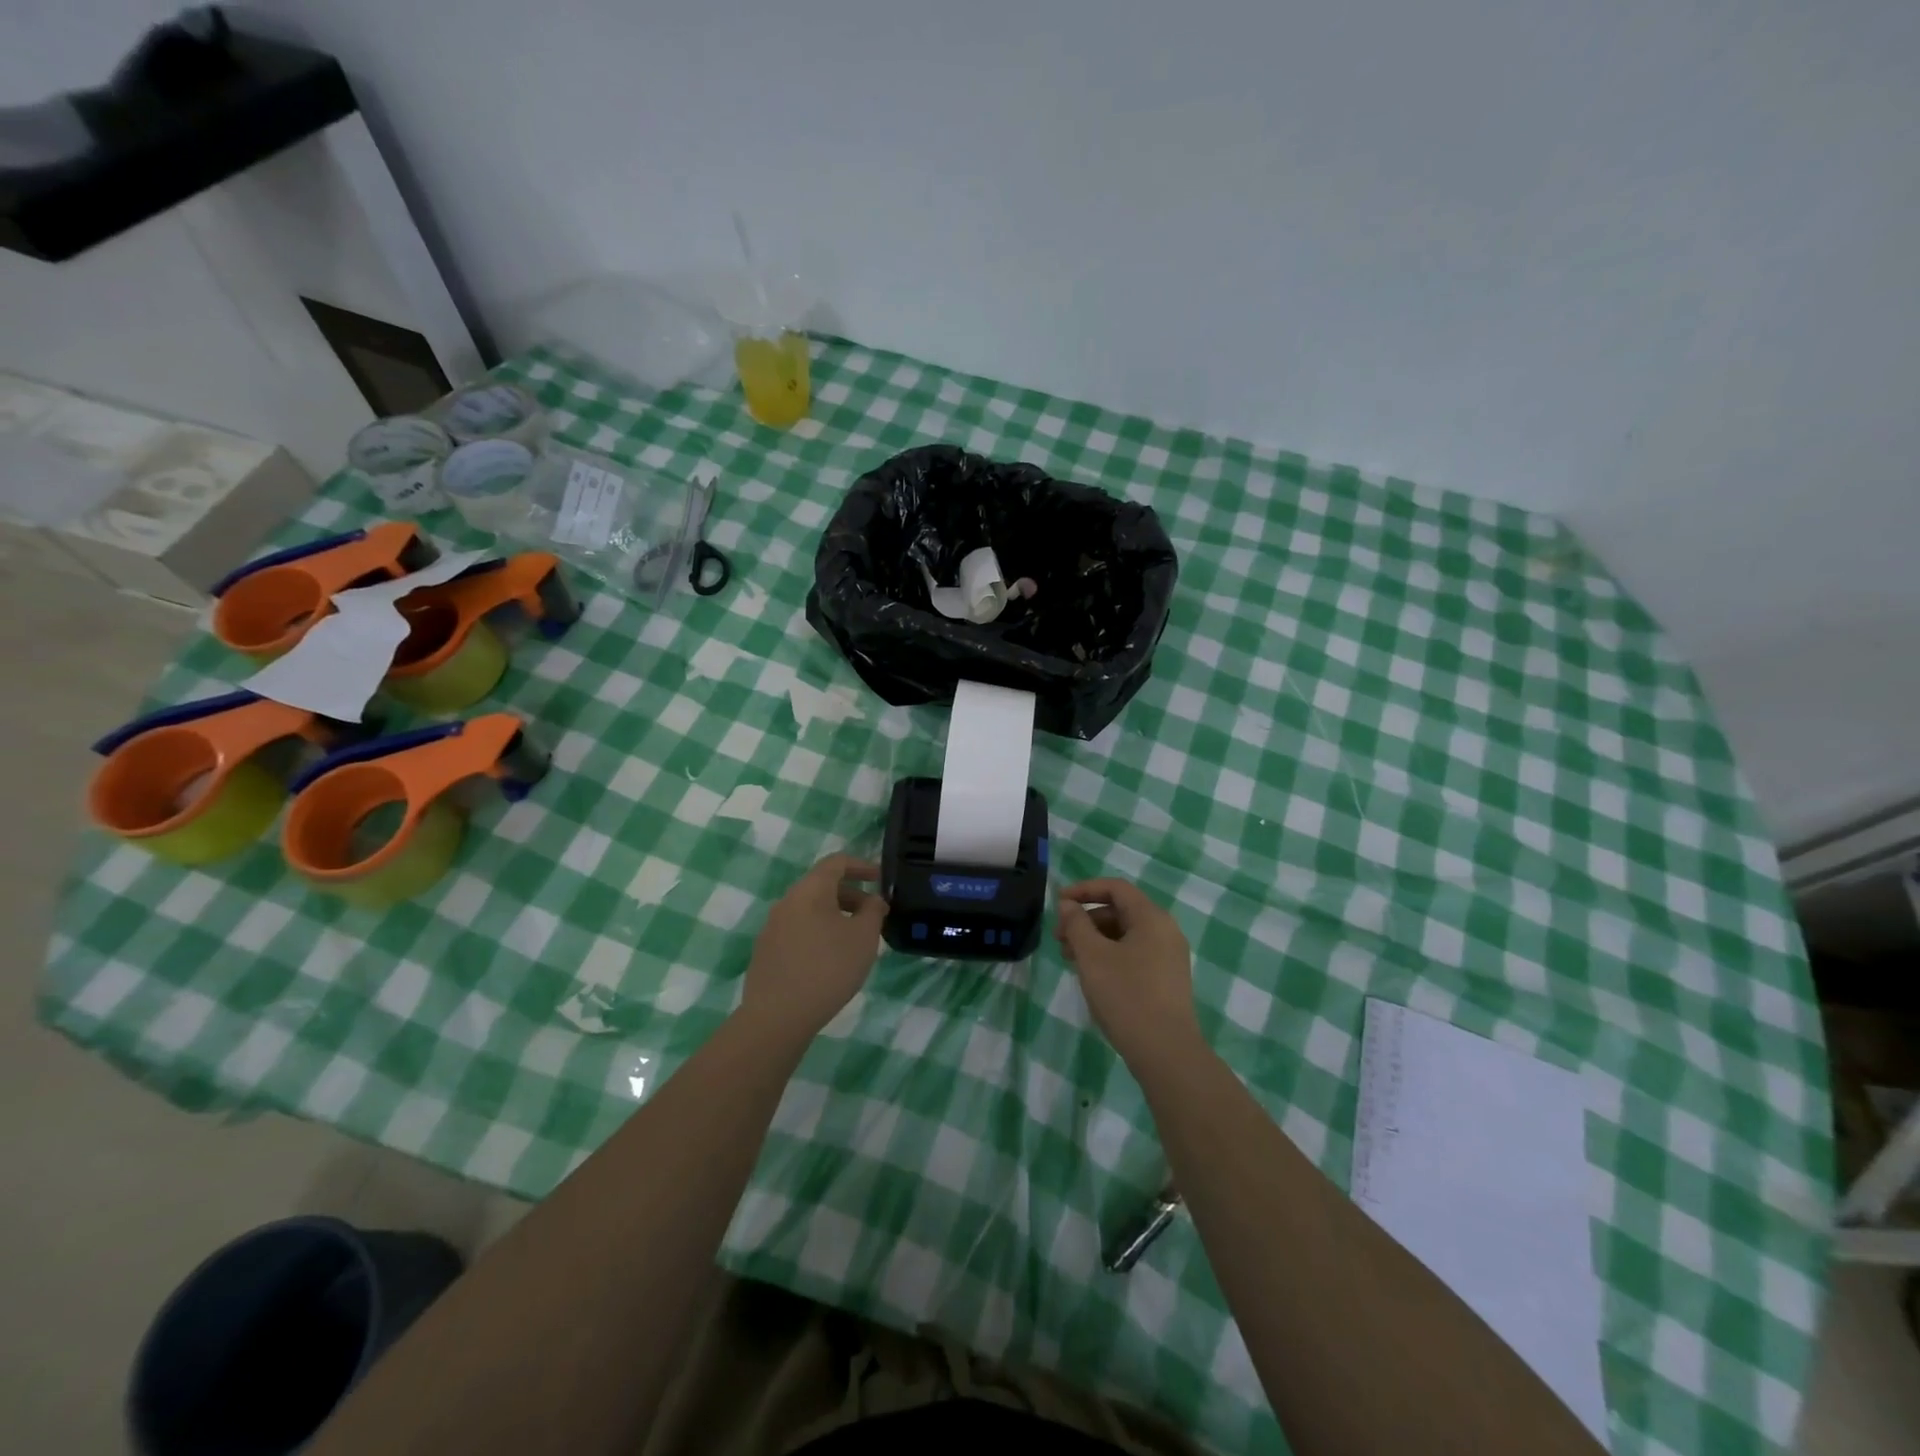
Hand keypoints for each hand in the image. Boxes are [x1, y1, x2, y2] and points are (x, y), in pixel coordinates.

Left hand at [741, 853, 887, 1038]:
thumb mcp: (864, 938)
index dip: (862, 866)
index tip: (881, 879)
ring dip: (836, 916)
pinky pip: (798, 929)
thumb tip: (873, 900)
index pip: (837, 862)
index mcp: (810, 890)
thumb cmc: (828, 968)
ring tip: (855, 940)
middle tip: (874, 916)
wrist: (777, 1017)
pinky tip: (830, 960)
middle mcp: (787, 901)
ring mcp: (772, 926)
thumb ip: (873, 911)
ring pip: (810, 909)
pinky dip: (819, 932)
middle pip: (822, 886)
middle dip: (852, 895)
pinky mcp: (766, 951)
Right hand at [1056, 878, 1200, 1065]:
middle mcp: (1165, 931)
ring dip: (1094, 939)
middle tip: (1058, 938)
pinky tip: (1091, 974)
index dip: (1084, 889)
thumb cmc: (1126, 995)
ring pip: (1125, 935)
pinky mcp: (1166, 980)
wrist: (1166, 1052)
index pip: (1116, 888)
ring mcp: (1168, 957)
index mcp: (1151, 918)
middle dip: (1086, 919)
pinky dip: (1109, 955)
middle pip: (1120, 911)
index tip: (1058, 902)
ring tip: (1069, 958)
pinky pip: (1133, 954)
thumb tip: (1068, 905)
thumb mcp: (1093, 956)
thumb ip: (1077, 924)